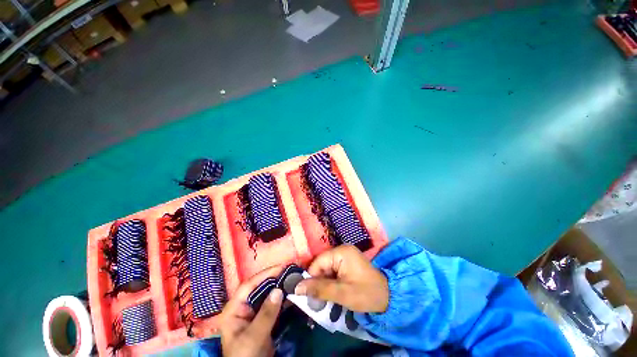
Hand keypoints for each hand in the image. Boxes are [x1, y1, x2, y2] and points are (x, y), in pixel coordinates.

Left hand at [218, 266, 283, 356]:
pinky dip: (283, 299)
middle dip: (275, 279)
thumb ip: (266, 314)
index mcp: (234, 309)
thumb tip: (279, 290)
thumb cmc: (245, 356)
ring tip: (294, 279)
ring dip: (280, 287)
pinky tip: (292, 295)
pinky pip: (274, 305)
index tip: (281, 267)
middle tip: (291, 271)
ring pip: (268, 295)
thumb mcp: (253, 337)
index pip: (248, 285)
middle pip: (259, 287)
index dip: (265, 274)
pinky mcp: (263, 320)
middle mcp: (243, 307)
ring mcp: (254, 313)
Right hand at [295, 245, 388, 312]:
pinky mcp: (347, 263)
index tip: (307, 294)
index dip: (311, 278)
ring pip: (326, 269)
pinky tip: (332, 293)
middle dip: (318, 282)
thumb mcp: (342, 294)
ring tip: (324, 299)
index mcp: (341, 252)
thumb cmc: (366, 294)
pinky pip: (333, 271)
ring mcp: (345, 256)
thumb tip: (296, 288)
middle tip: (316, 300)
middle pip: (321, 265)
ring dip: (324, 283)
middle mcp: (342, 250)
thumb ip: (319, 289)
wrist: (389, 297)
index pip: (318, 262)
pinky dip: (330, 282)